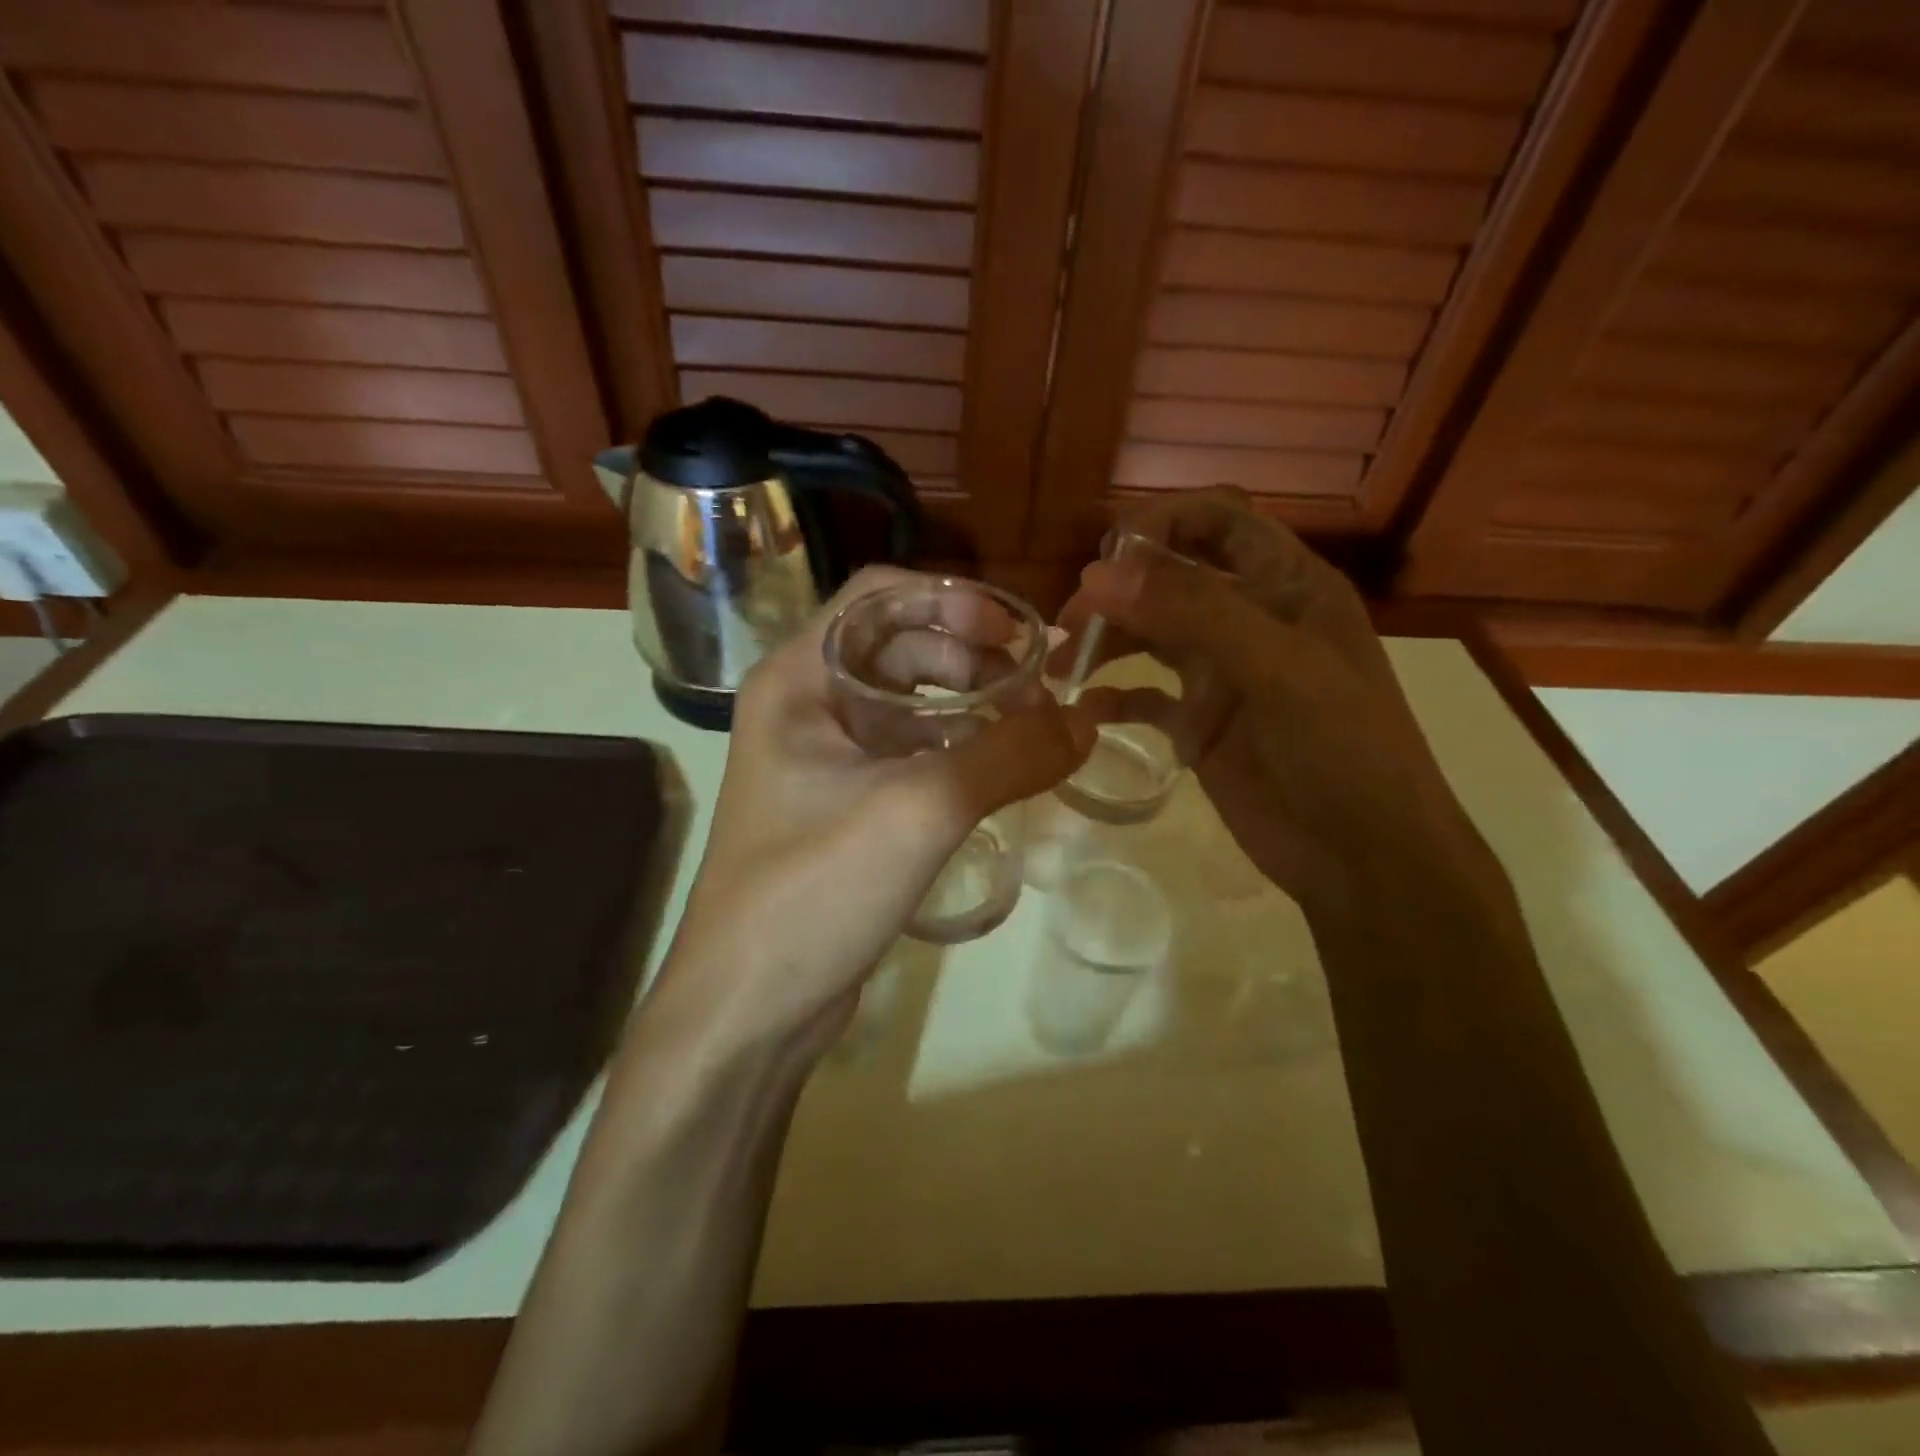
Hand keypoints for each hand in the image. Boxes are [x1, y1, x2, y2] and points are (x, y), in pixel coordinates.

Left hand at [652, 567, 1104, 1059]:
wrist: (748, 1008)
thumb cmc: (814, 890)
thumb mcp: (920, 810)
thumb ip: (1009, 756)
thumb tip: (1087, 721)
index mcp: (798, 678)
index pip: (879, 595)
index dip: (954, 602)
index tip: (1020, 636)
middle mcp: (806, 705)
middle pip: (899, 646)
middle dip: (973, 656)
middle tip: (1040, 689)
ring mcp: (824, 758)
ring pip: (909, 703)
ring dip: (970, 703)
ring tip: (1032, 728)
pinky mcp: (845, 806)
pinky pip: (910, 753)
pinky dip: (957, 749)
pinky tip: (1000, 770)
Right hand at [1059, 490, 1484, 903]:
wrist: (1364, 857)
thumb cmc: (1341, 749)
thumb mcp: (1277, 669)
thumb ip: (1193, 613)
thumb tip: (1098, 575)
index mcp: (1287, 586)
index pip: (1219, 521)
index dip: (1163, 522)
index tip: (1107, 556)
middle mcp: (1251, 620)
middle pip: (1171, 579)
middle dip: (1118, 590)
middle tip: (1068, 622)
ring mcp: (1223, 675)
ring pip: (1151, 636)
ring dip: (1105, 641)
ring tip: (1058, 664)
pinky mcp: (1200, 724)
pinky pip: (1146, 697)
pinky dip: (1115, 697)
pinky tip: (1086, 708)